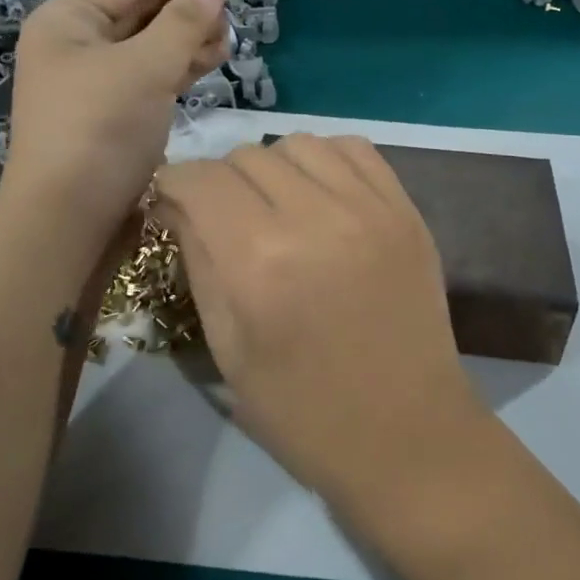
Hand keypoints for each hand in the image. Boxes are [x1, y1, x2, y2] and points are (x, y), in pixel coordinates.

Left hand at [1, 0, 230, 238]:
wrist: (68, 220)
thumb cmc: (98, 132)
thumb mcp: (144, 70)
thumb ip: (182, 23)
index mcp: (69, 19)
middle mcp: (78, 44)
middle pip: (141, 6)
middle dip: (186, 3)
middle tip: (230, 4)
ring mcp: (95, 81)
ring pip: (150, 43)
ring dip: (188, 36)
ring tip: (226, 37)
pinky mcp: (113, 113)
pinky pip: (151, 74)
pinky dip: (180, 66)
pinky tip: (209, 62)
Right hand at [154, 135, 480, 509]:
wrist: (407, 435)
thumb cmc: (303, 412)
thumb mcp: (228, 348)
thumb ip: (199, 263)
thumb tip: (177, 205)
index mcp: (259, 261)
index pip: (199, 180)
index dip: (174, 184)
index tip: (172, 203)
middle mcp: (314, 218)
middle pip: (246, 156)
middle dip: (220, 180)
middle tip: (223, 217)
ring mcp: (369, 208)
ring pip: (299, 143)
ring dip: (272, 167)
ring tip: (274, 206)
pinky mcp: (406, 211)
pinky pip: (355, 149)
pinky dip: (325, 161)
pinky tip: (320, 196)